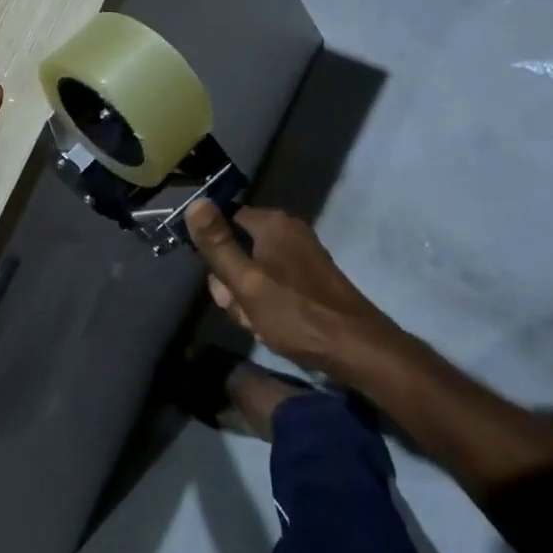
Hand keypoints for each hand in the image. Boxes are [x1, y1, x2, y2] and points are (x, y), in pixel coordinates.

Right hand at [184, 202, 404, 378]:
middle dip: (231, 282)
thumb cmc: (296, 314)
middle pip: (238, 248)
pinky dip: (267, 302)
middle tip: (238, 308)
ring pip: (254, 270)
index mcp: (272, 223)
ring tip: (256, 323)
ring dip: (247, 298)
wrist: (358, 350)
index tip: (214, 279)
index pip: (224, 219)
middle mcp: (288, 230)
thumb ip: (217, 245)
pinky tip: (271, 325)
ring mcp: (302, 254)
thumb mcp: (246, 282)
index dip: (212, 249)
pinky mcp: (311, 277)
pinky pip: (274, 282)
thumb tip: (194, 202)